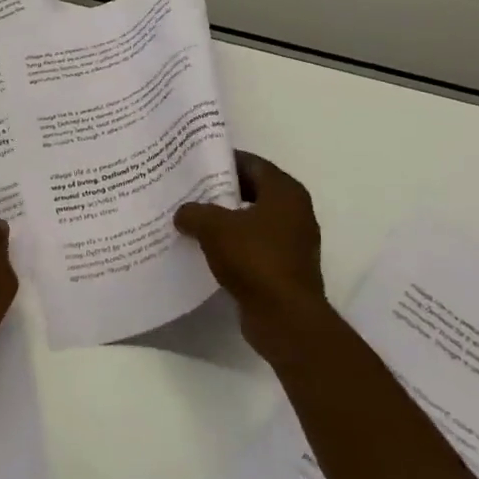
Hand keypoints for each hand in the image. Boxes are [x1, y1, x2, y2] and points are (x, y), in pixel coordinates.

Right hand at [174, 150, 326, 359]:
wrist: (285, 318)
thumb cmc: (255, 259)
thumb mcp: (214, 227)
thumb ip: (194, 212)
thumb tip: (183, 213)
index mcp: (285, 192)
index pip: (251, 163)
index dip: (222, 160)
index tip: (194, 162)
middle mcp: (294, 212)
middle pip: (252, 190)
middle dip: (220, 190)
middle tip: (188, 188)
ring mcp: (292, 242)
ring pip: (251, 219)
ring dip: (225, 219)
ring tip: (191, 217)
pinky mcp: (284, 267)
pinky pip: (253, 245)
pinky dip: (232, 244)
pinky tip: (204, 248)